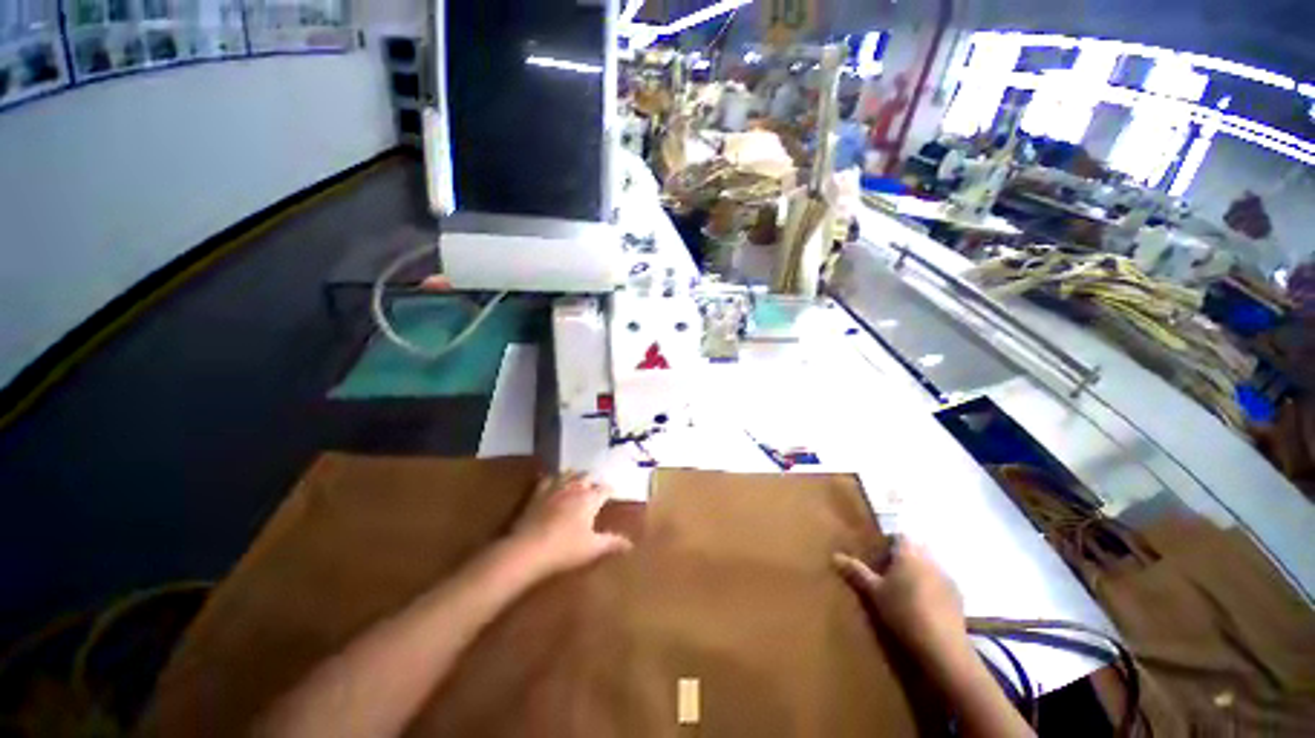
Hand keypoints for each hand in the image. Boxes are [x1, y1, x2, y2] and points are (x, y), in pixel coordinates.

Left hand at [509, 472, 632, 577]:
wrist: (528, 549)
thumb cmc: (565, 549)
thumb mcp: (593, 549)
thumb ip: (612, 543)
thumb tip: (630, 543)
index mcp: (590, 499)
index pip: (604, 489)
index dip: (609, 490)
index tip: (612, 491)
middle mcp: (574, 488)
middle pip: (587, 477)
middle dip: (593, 479)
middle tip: (595, 485)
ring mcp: (554, 489)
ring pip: (568, 474)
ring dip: (574, 475)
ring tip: (577, 477)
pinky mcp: (537, 494)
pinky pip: (546, 479)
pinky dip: (552, 478)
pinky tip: (551, 479)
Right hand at [833, 538, 972, 669]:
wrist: (941, 645)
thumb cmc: (903, 611)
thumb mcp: (874, 592)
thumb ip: (857, 572)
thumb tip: (835, 556)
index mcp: (909, 553)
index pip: (900, 536)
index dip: (890, 543)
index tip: (880, 556)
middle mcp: (930, 559)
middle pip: (917, 549)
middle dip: (905, 557)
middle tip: (889, 573)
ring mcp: (947, 578)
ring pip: (930, 566)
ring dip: (919, 572)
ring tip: (905, 590)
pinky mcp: (958, 597)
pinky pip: (940, 584)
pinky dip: (932, 588)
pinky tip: (923, 606)